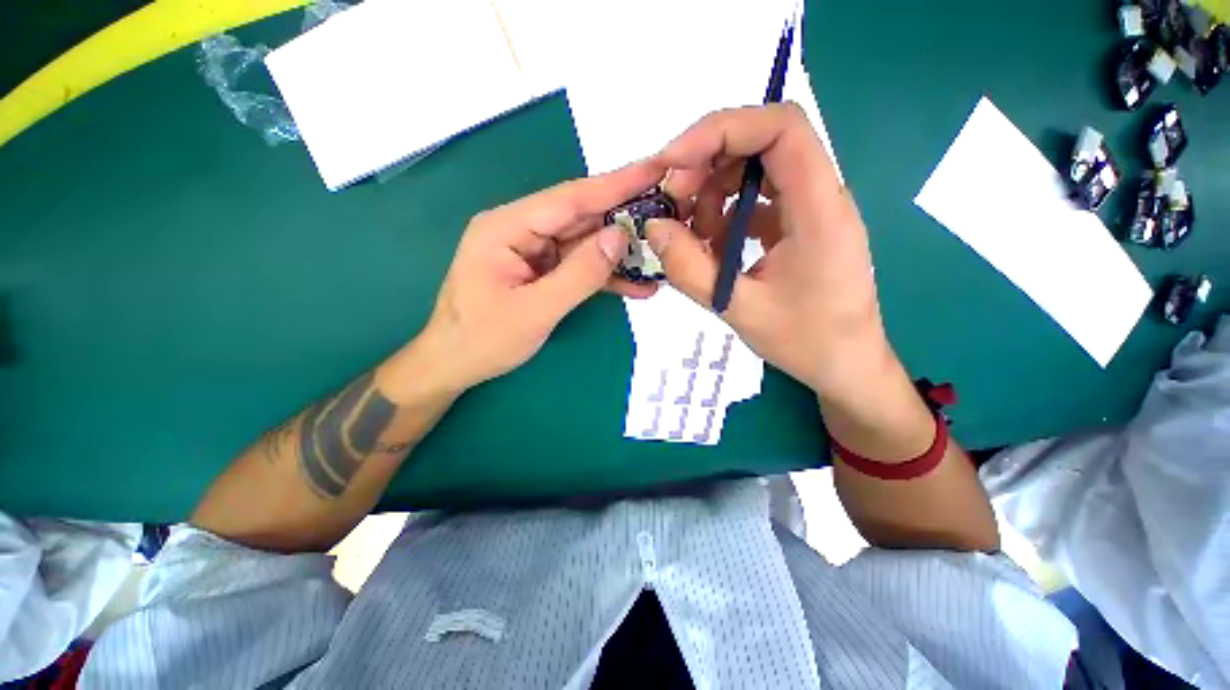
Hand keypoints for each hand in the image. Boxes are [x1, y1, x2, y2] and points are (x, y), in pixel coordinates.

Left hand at [419, 160, 666, 391]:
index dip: (615, 184)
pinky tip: (636, 284)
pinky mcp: (542, 271)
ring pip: (585, 243)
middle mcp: (520, 231)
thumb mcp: (535, 311)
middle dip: (625, 216)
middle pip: (581, 217)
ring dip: (620, 252)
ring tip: (660, 254)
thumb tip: (619, 236)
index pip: (570, 198)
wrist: (455, 365)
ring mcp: (533, 252)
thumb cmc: (483, 340)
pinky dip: (606, 275)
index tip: (655, 169)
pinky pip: (579, 266)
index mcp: (507, 228)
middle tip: (670, 211)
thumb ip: (579, 274)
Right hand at [648, 103, 893, 399]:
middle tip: (672, 202)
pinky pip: (755, 201)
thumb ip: (689, 269)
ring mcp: (809, 210)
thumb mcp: (737, 309)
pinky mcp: (796, 226)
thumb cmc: (805, 342)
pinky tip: (710, 246)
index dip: (722, 130)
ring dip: (713, 193)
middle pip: (762, 142)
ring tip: (690, 235)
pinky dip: (724, 215)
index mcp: (819, 209)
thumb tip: (654, 228)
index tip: (674, 163)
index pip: (780, 128)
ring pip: (754, 171)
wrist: (845, 365)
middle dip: (707, 163)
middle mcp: (819, 196)